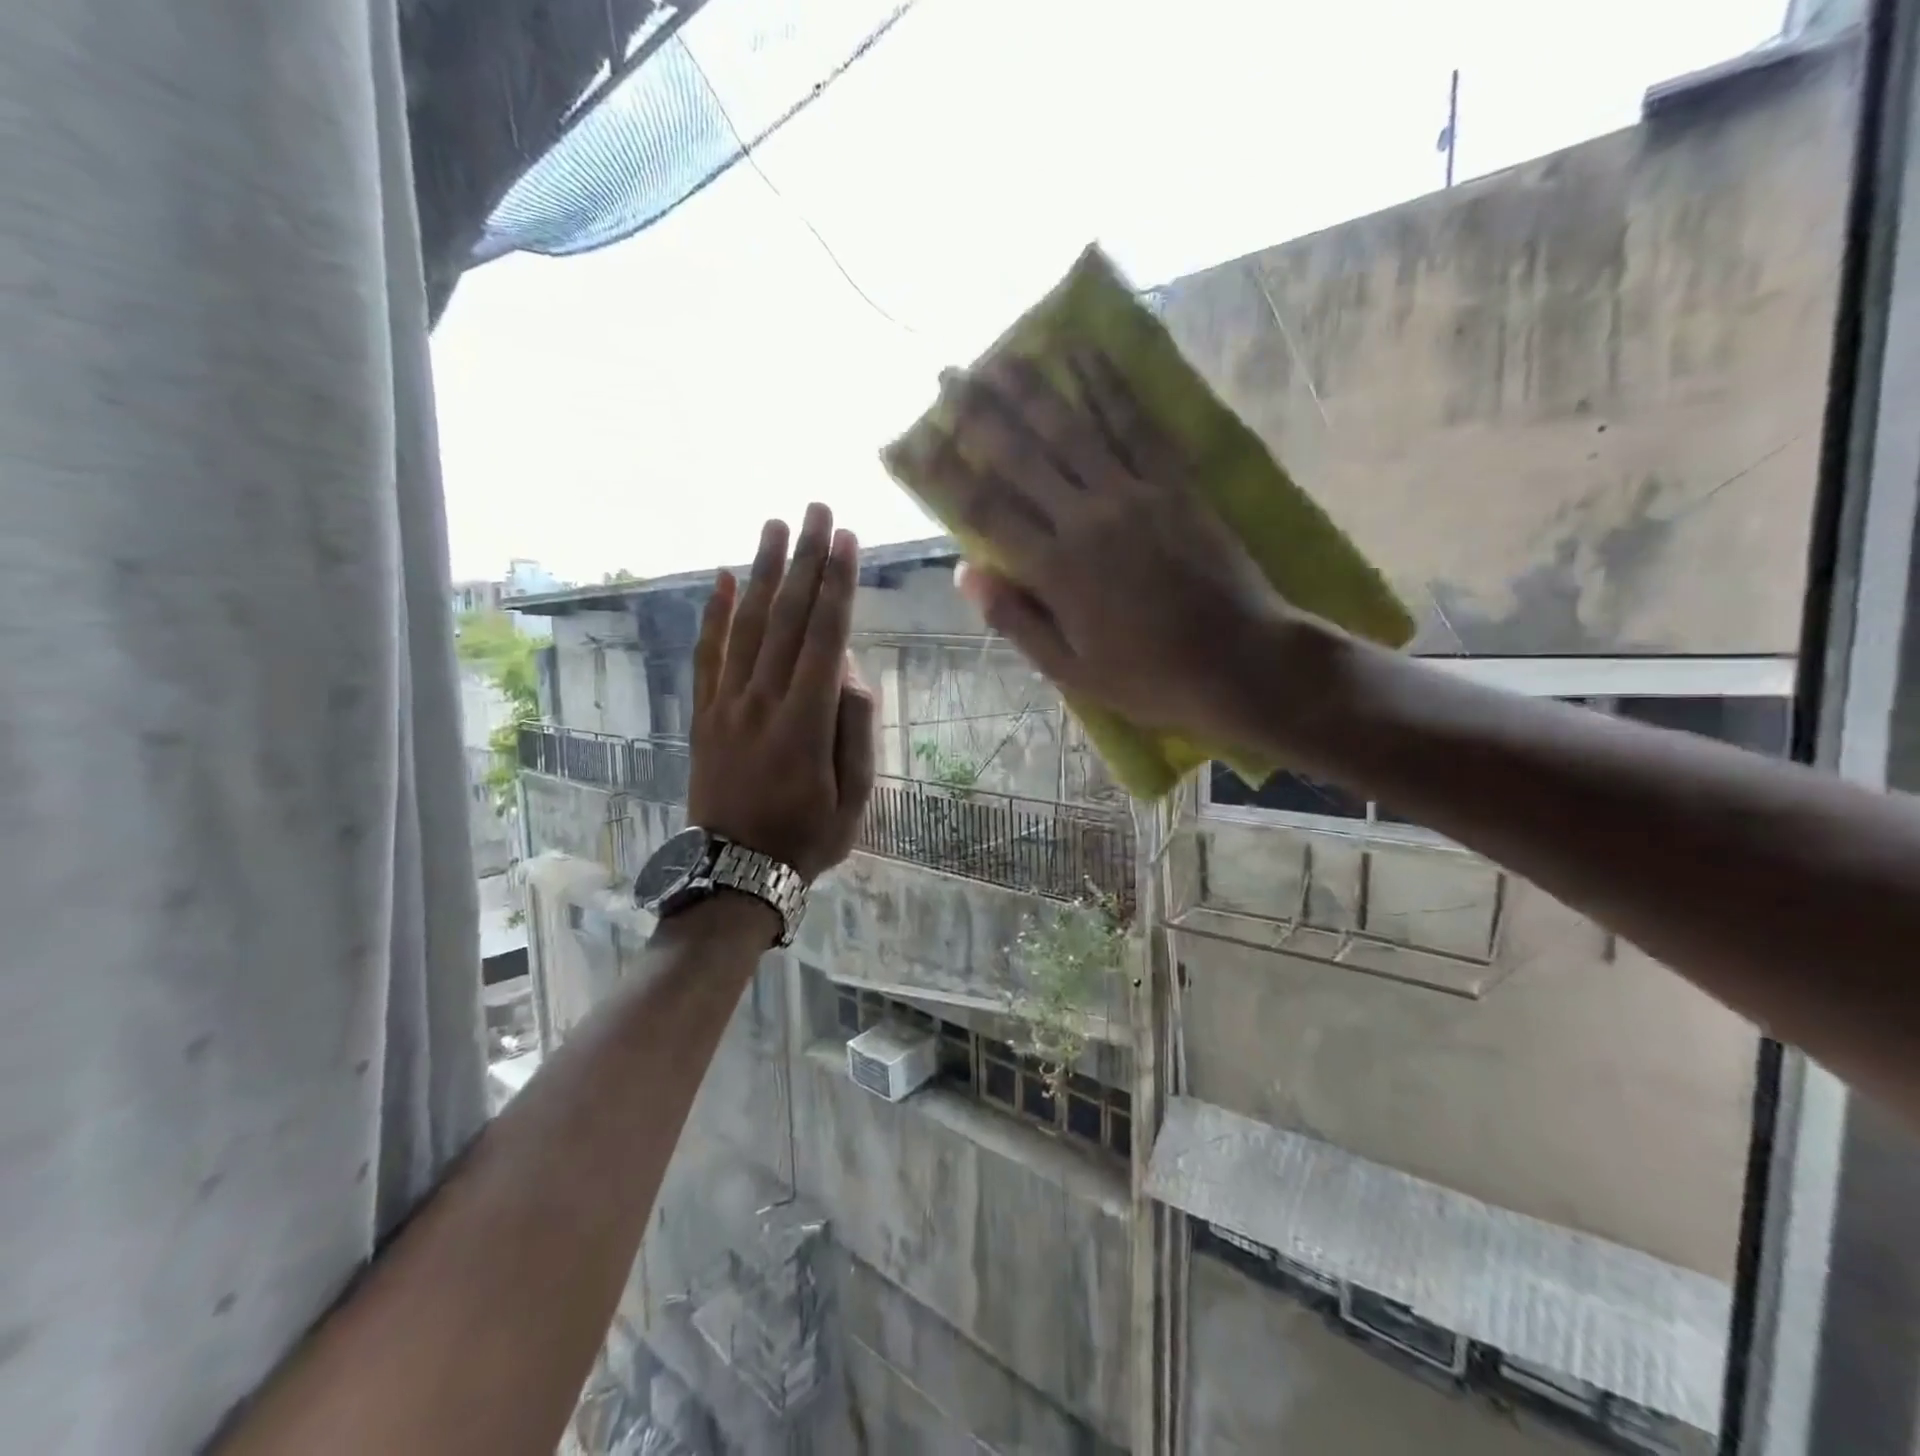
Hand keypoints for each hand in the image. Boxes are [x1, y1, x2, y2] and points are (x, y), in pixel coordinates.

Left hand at [687, 504, 875, 880]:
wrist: (734, 872)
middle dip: (805, 560)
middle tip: (816, 509)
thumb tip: (849, 673)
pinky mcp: (703, 715)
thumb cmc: (807, 838)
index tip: (847, 539)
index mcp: (806, 722)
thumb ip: (856, 731)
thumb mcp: (855, 798)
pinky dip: (714, 615)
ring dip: (763, 573)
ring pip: (747, 626)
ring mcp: (727, 705)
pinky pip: (707, 656)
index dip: (838, 584)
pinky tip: (724, 579)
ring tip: (776, 526)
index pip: (825, 636)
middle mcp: (763, 700)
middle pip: (788, 618)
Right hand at [916, 351, 1308, 747]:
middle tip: (947, 374)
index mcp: (1056, 570)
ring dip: (1033, 388)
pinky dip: (1109, 385)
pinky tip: (1087, 353)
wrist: (1241, 663)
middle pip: (1022, 456)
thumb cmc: (1150, 678)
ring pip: (1073, 429)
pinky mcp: (1174, 483)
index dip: (945, 472)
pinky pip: (1136, 424)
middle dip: (979, 413)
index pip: (985, 510)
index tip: (913, 440)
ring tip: (1001, 352)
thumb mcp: (1071, 669)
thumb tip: (964, 572)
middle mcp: (1086, 519)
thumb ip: (1016, 619)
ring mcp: (1133, 494)